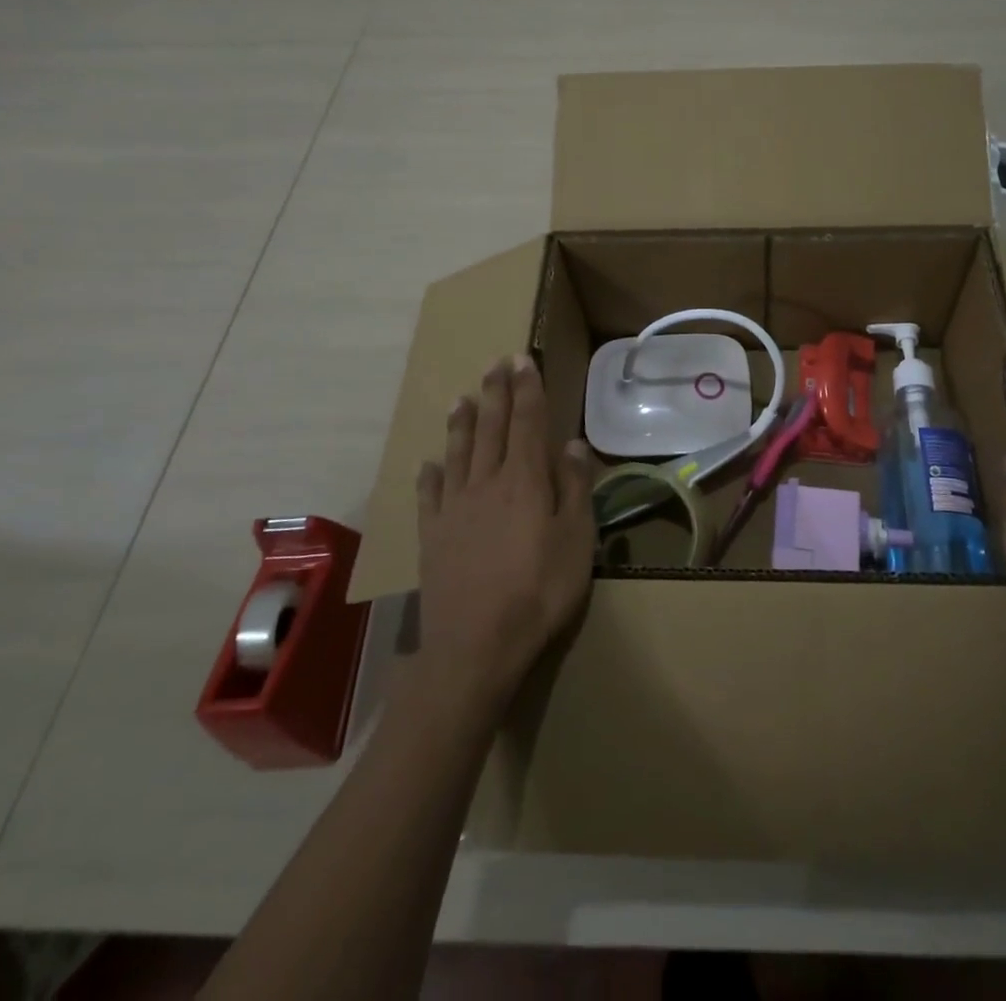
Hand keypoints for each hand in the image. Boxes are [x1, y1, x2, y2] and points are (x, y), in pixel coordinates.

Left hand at [413, 355, 596, 704]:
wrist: (477, 645)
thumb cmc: (540, 590)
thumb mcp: (577, 539)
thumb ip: (574, 488)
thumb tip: (572, 444)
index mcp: (524, 480)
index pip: (527, 422)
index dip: (527, 389)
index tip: (522, 360)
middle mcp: (486, 483)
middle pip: (491, 428)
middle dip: (496, 393)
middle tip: (495, 364)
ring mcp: (454, 509)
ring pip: (458, 453)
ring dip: (462, 423)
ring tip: (462, 398)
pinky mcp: (432, 536)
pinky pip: (429, 495)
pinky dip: (429, 475)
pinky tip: (429, 463)